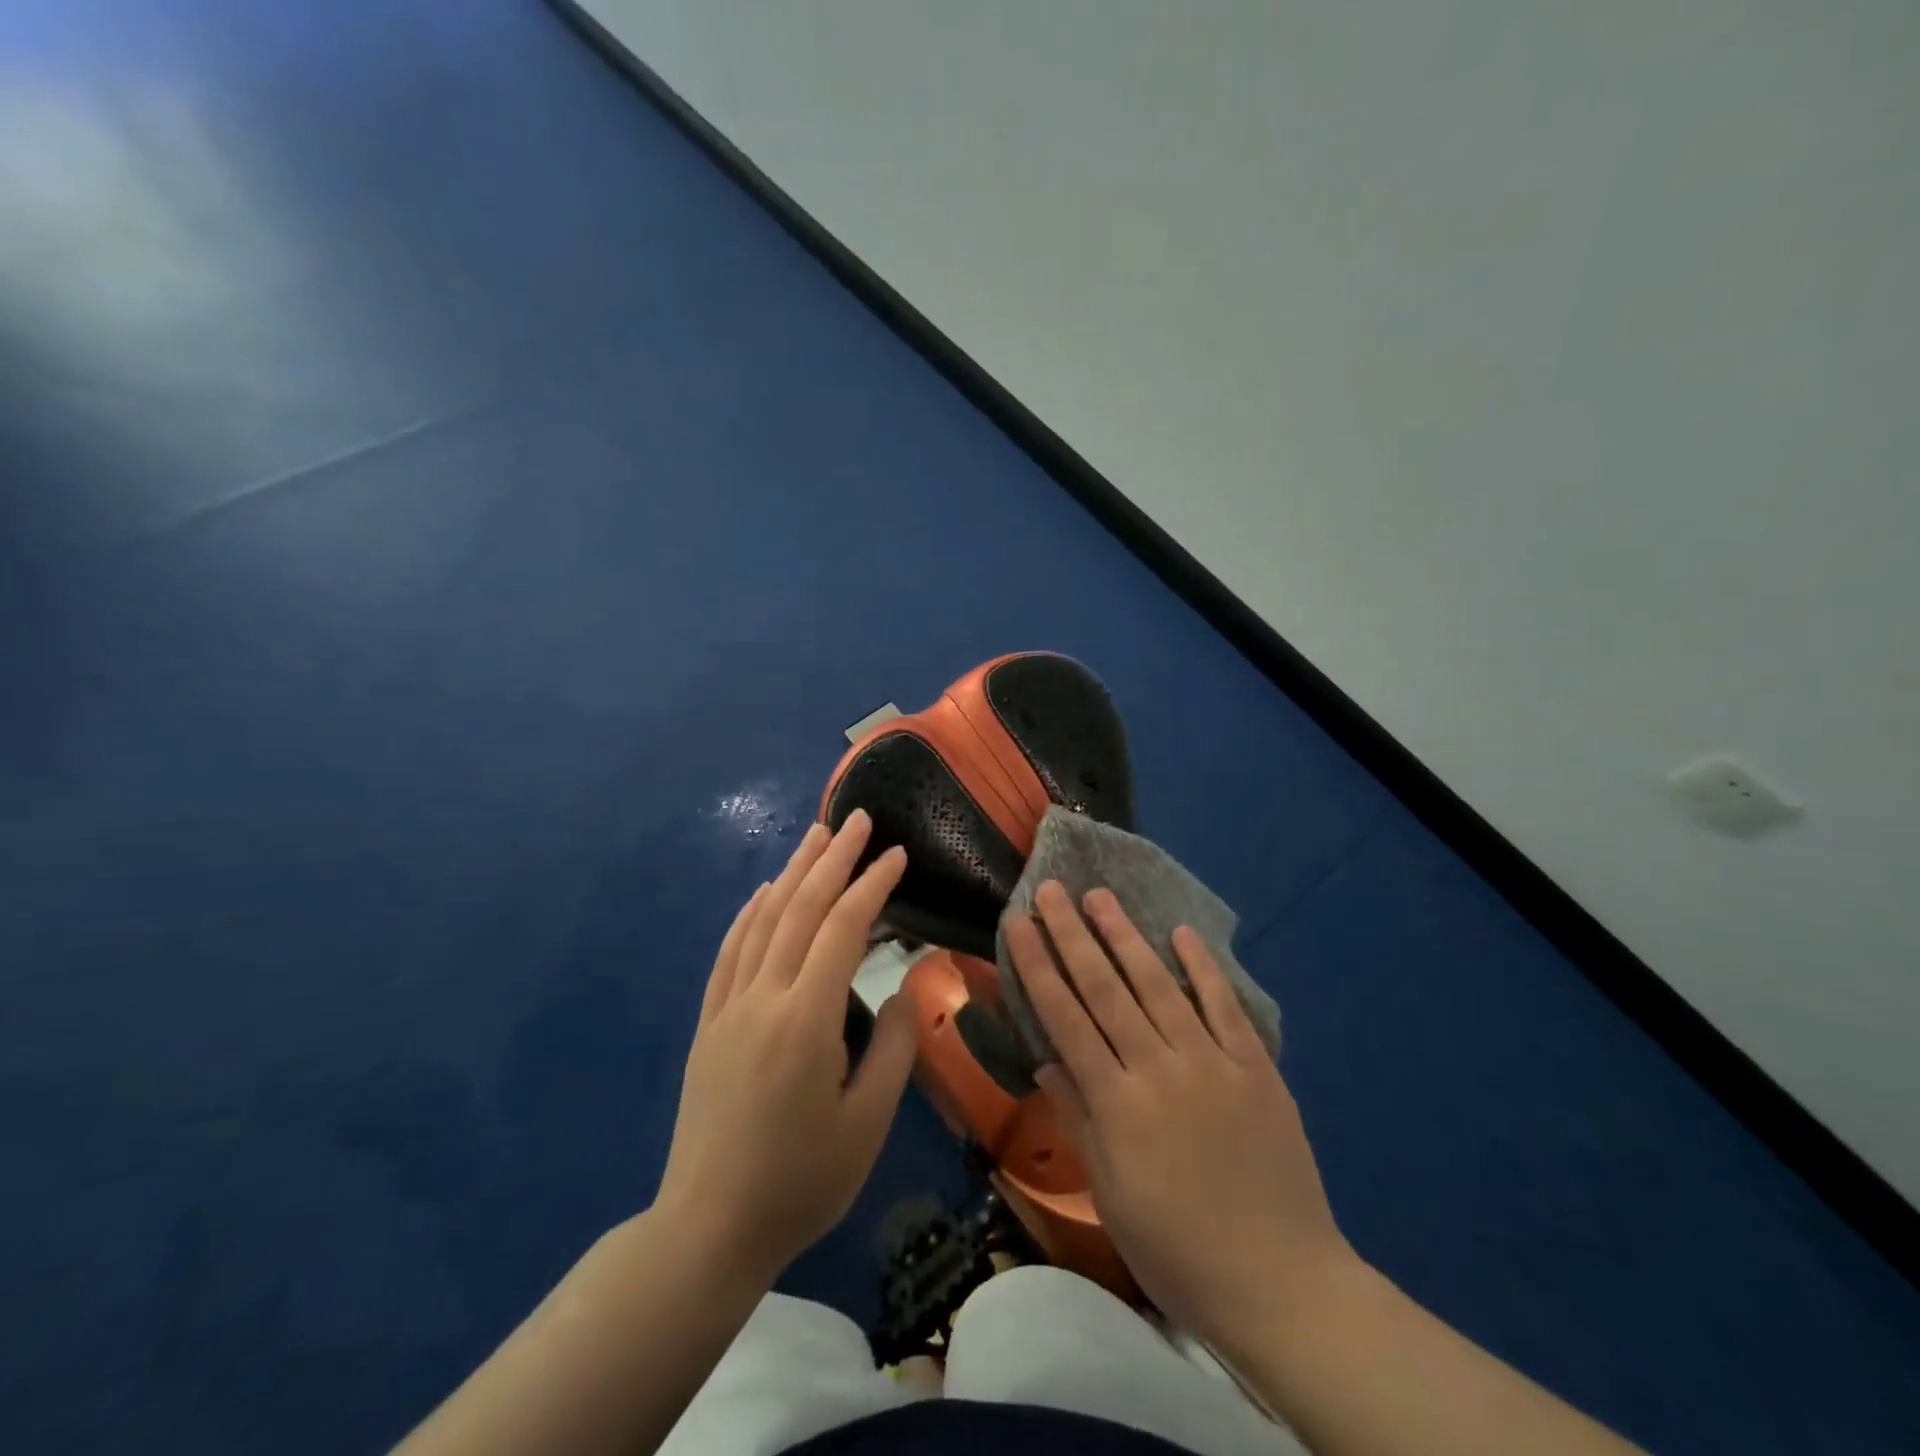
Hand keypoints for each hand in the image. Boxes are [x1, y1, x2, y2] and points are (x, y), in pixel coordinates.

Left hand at [656, 811, 916, 1283]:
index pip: (842, 929)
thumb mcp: (866, 1125)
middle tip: (855, 818)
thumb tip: (901, 991)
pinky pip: (729, 952)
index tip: (896, 853)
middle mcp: (762, 998)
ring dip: (791, 872)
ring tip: (816, 835)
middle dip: (832, 858)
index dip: (872, 885)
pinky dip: (749, 913)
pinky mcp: (708, 1023)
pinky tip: (763, 891)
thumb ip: (892, 1049)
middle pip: (799, 909)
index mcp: (806, 1020)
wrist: (707, 1230)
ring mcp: (728, 1008)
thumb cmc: (800, 1183)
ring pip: (762, 921)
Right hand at [1005, 882, 1356, 1348]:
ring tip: (1100, 896)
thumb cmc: (1177, 1250)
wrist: (1281, 1285)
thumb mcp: (1109, 1194)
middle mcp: (1158, 1067)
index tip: (1019, 924)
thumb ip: (1078, 1117)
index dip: (1038, 966)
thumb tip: (1046, 1059)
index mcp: (1116, 1102)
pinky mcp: (1255, 1067)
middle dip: (1072, 934)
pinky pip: (1224, 1006)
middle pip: (1105, 988)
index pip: (1065, 1017)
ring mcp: (1211, 1062)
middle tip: (1051, 889)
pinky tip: (1180, 933)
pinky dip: (1202, 967)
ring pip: (1158, 984)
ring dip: (1125, 936)